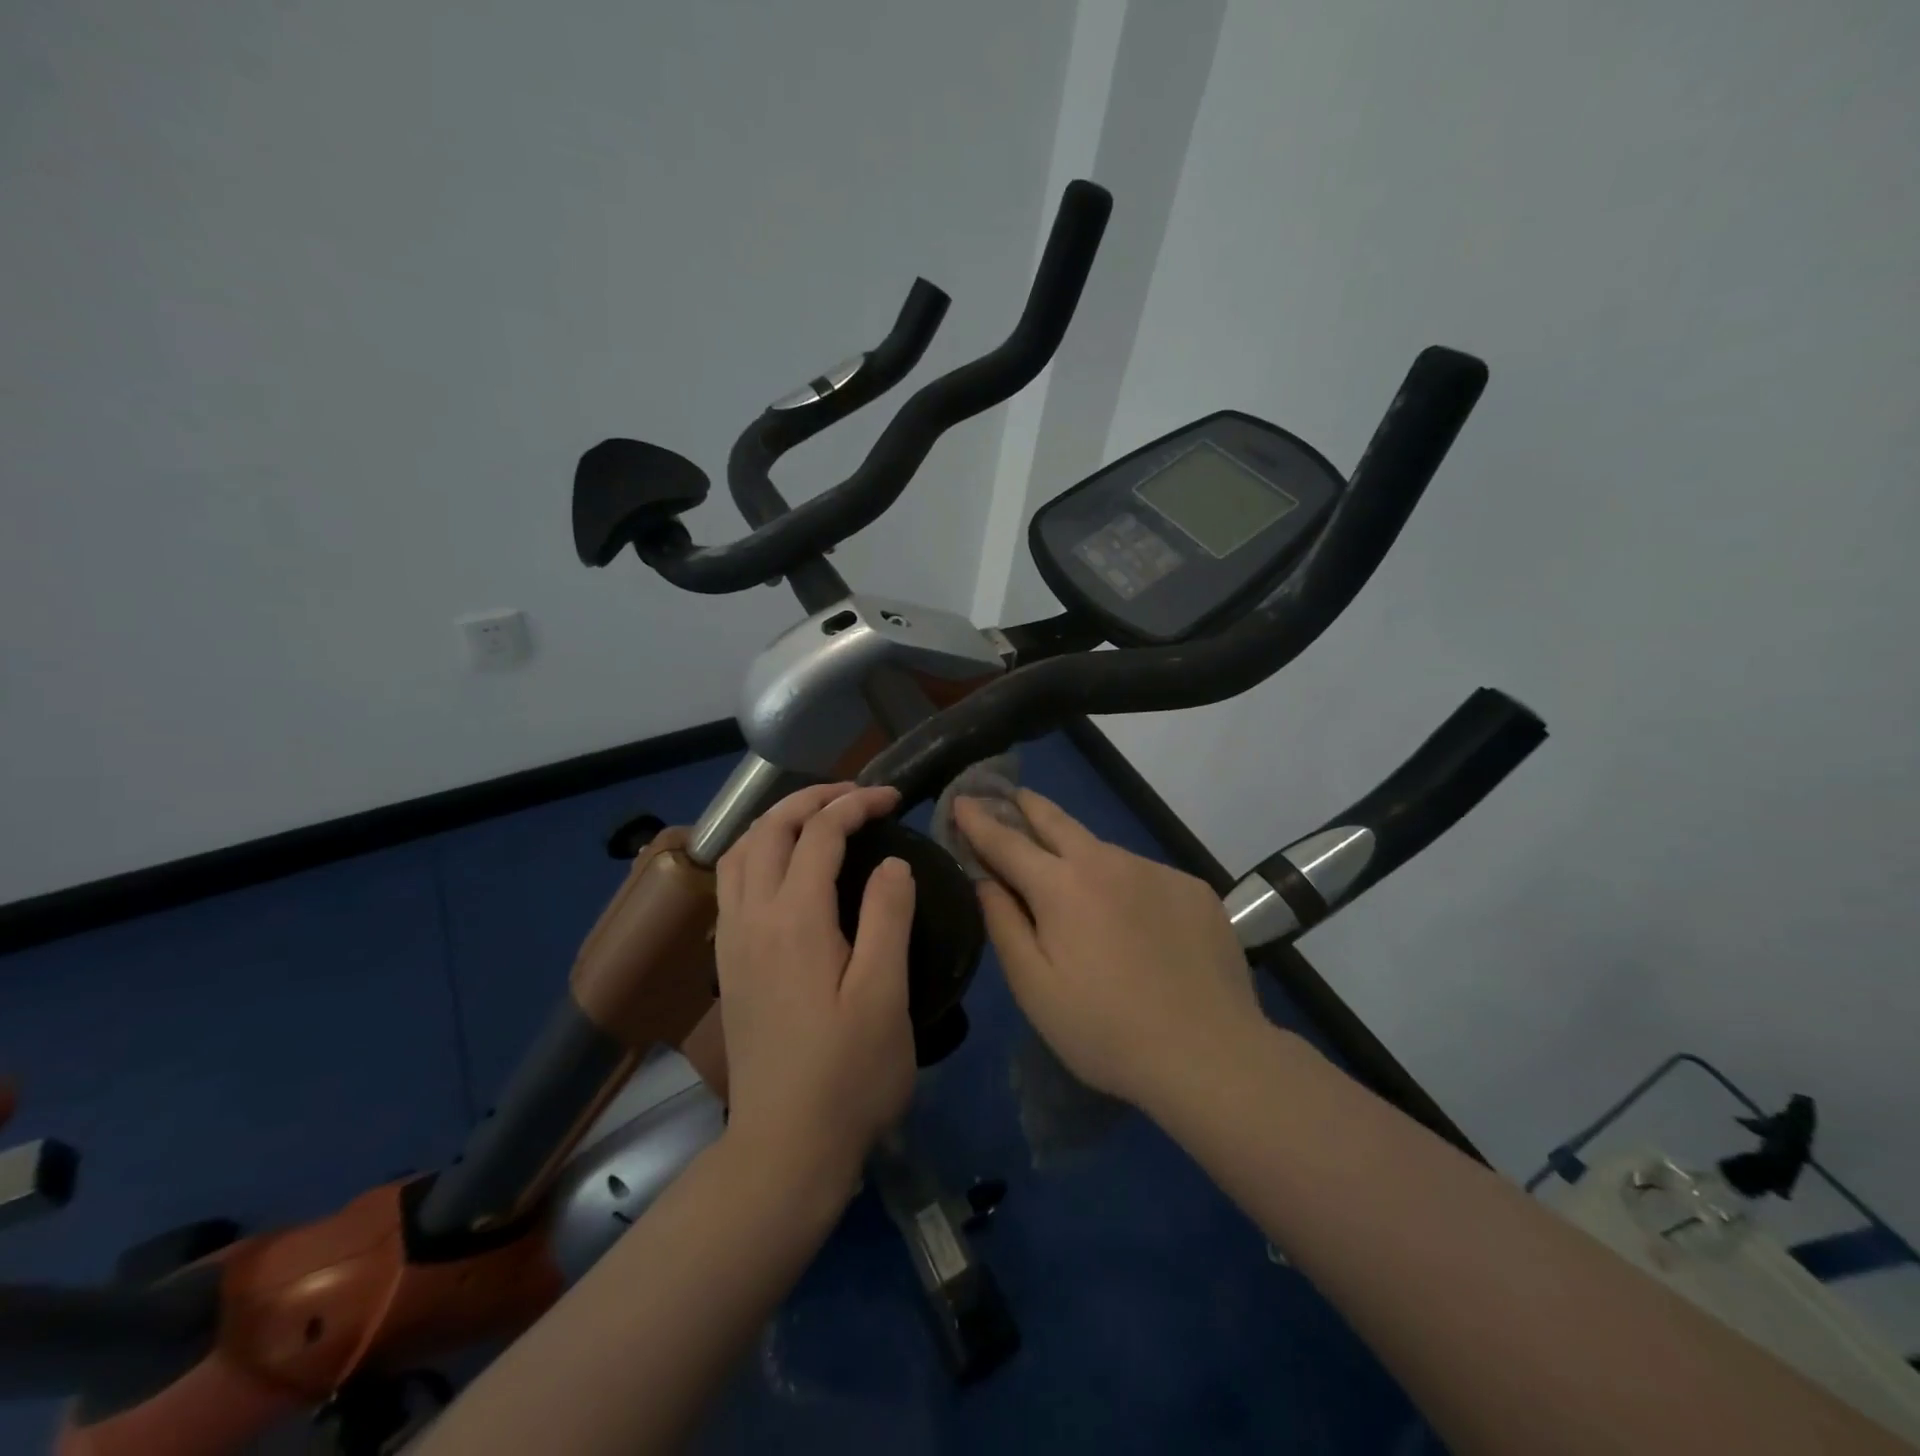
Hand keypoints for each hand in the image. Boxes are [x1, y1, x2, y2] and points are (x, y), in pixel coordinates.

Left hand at [713, 783, 916, 1193]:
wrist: (784, 1149)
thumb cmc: (848, 1074)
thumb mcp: (885, 994)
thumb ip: (888, 916)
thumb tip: (892, 862)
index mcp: (795, 919)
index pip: (820, 834)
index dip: (856, 805)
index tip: (893, 798)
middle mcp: (752, 918)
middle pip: (769, 830)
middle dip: (812, 799)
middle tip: (857, 795)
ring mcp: (732, 942)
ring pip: (739, 852)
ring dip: (777, 822)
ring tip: (818, 819)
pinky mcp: (728, 964)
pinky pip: (731, 882)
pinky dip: (757, 851)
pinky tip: (784, 869)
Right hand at [954, 791, 1264, 1113]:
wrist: (1210, 1055)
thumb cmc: (1106, 1030)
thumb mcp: (1034, 988)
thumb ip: (1003, 924)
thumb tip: (985, 880)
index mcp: (1061, 886)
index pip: (1007, 841)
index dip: (979, 821)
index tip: (961, 800)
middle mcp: (1108, 861)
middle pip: (1057, 821)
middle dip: (1027, 805)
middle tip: (1012, 796)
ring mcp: (1156, 871)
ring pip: (1104, 851)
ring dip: (1080, 854)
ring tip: (1075, 879)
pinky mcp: (1193, 889)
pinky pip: (1145, 876)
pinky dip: (1126, 885)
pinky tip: (1135, 922)